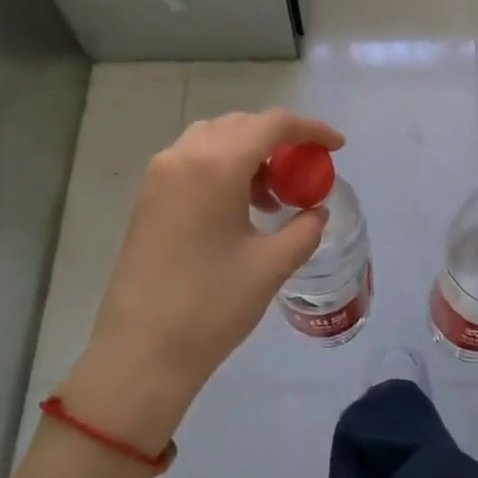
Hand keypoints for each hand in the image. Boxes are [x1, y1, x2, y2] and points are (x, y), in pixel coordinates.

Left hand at [59, 109, 342, 456]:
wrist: (141, 352)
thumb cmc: (211, 306)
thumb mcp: (271, 266)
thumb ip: (304, 229)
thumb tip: (315, 212)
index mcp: (215, 165)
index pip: (272, 124)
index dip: (310, 129)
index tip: (337, 147)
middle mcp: (183, 156)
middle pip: (241, 125)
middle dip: (280, 140)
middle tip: (305, 172)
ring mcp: (159, 175)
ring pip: (214, 139)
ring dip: (249, 153)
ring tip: (271, 196)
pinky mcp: (148, 197)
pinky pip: (193, 160)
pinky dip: (223, 167)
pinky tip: (238, 207)